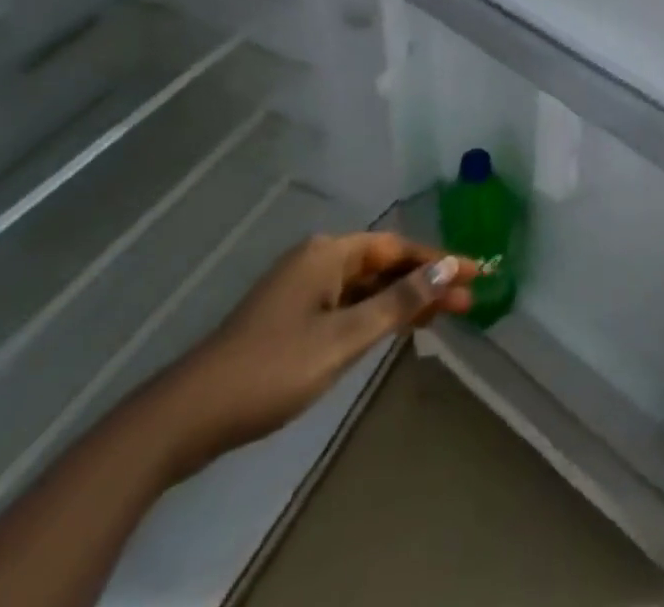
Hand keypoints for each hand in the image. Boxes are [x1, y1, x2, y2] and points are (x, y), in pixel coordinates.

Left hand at [138, 233, 477, 482]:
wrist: (188, 415)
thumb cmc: (272, 369)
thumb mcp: (343, 337)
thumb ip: (397, 302)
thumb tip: (446, 270)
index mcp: (329, 253)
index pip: (397, 248)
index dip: (438, 260)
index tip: (475, 272)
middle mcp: (318, 260)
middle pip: (384, 264)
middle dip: (425, 281)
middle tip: (467, 300)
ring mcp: (303, 289)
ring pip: (367, 286)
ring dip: (404, 299)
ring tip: (444, 315)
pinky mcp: (293, 317)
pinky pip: (349, 304)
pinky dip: (377, 314)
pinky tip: (397, 328)